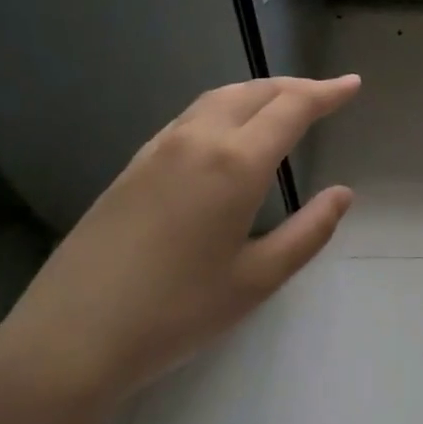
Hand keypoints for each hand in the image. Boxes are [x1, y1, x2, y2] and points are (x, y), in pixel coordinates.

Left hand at [0, 76, 359, 423]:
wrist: (70, 338)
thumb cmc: (177, 313)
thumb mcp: (258, 280)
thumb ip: (309, 232)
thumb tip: (342, 194)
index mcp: (235, 164)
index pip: (291, 108)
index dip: (326, 93)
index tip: (352, 85)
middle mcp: (197, 141)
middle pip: (253, 92)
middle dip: (294, 87)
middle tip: (325, 94)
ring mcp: (158, 149)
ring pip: (217, 99)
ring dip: (258, 93)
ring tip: (283, 104)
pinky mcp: (132, 166)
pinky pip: (190, 117)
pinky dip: (224, 108)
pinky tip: (228, 132)